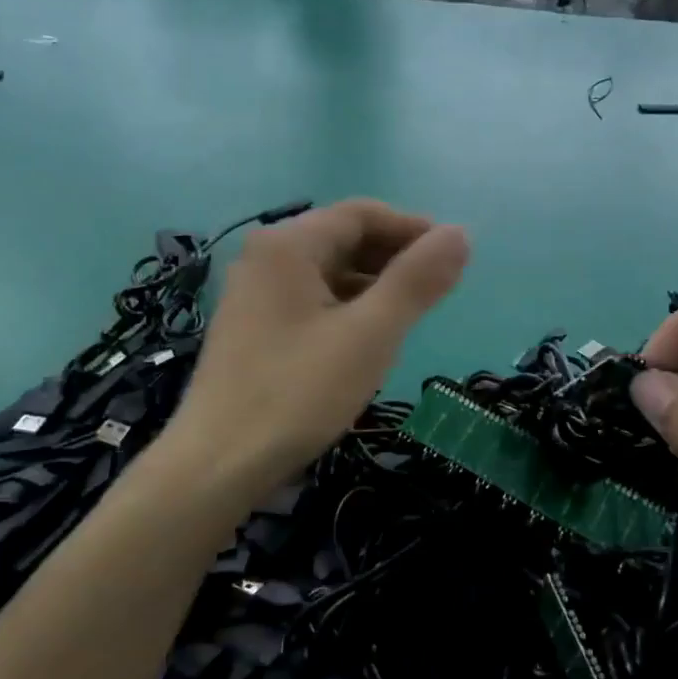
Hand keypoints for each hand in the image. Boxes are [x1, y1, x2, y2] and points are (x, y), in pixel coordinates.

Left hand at [169, 199, 467, 494]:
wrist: (217, 464)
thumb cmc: (298, 393)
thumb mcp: (370, 334)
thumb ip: (416, 280)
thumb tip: (459, 233)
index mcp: (288, 244)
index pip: (362, 214)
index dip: (412, 228)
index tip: (454, 257)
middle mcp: (265, 257)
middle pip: (342, 238)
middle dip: (393, 257)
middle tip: (438, 289)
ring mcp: (253, 293)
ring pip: (327, 272)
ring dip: (372, 284)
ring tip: (410, 315)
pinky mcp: (252, 327)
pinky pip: (310, 299)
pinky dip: (346, 307)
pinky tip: (366, 338)